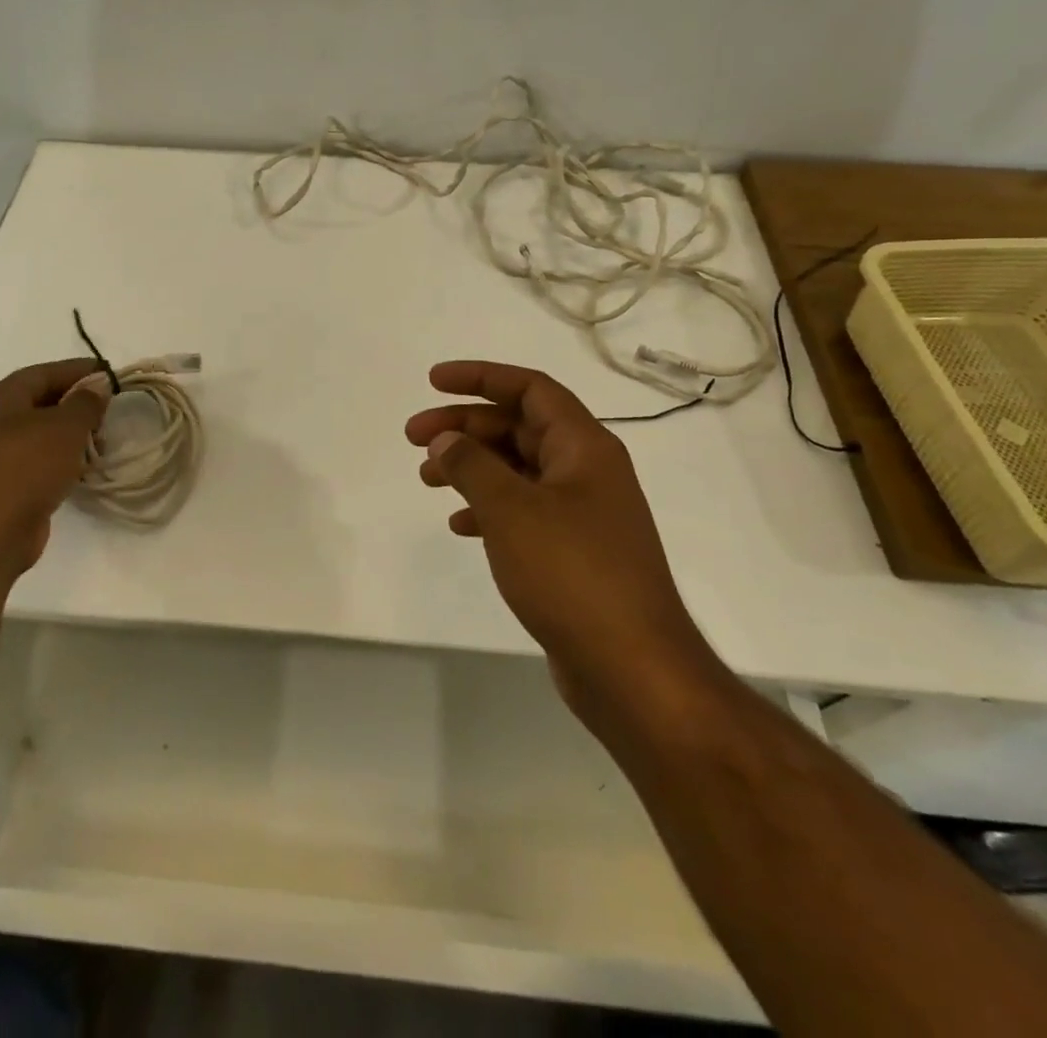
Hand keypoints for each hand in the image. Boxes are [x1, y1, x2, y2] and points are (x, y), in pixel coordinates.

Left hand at [0, 358, 107, 580]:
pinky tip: (83, 468)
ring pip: (41, 434)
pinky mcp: (2, 484)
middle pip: (42, 401)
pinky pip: (38, 461)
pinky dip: (61, 460)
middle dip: (77, 404)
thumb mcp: (65, 426)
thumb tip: (97, 386)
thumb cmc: (25, 466)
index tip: (111, 374)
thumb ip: (86, 402)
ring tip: (102, 442)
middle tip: (110, 410)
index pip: (46, 372)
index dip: (80, 370)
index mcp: (0, 396)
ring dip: (71, 435)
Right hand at [405, 361, 713, 696]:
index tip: (433, 382)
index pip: (530, 389)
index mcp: (584, 447)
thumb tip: (446, 439)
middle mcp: (587, 471)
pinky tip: (459, 525)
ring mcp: (583, 513)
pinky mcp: (574, 552)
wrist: (632, 668)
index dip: (480, 377)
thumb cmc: (572, 573)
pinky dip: (488, 509)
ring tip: (426, 478)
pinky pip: (523, 511)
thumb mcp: (511, 509)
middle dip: (464, 426)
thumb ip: (471, 465)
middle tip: (414, 437)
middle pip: (519, 427)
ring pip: (518, 470)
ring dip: (471, 466)